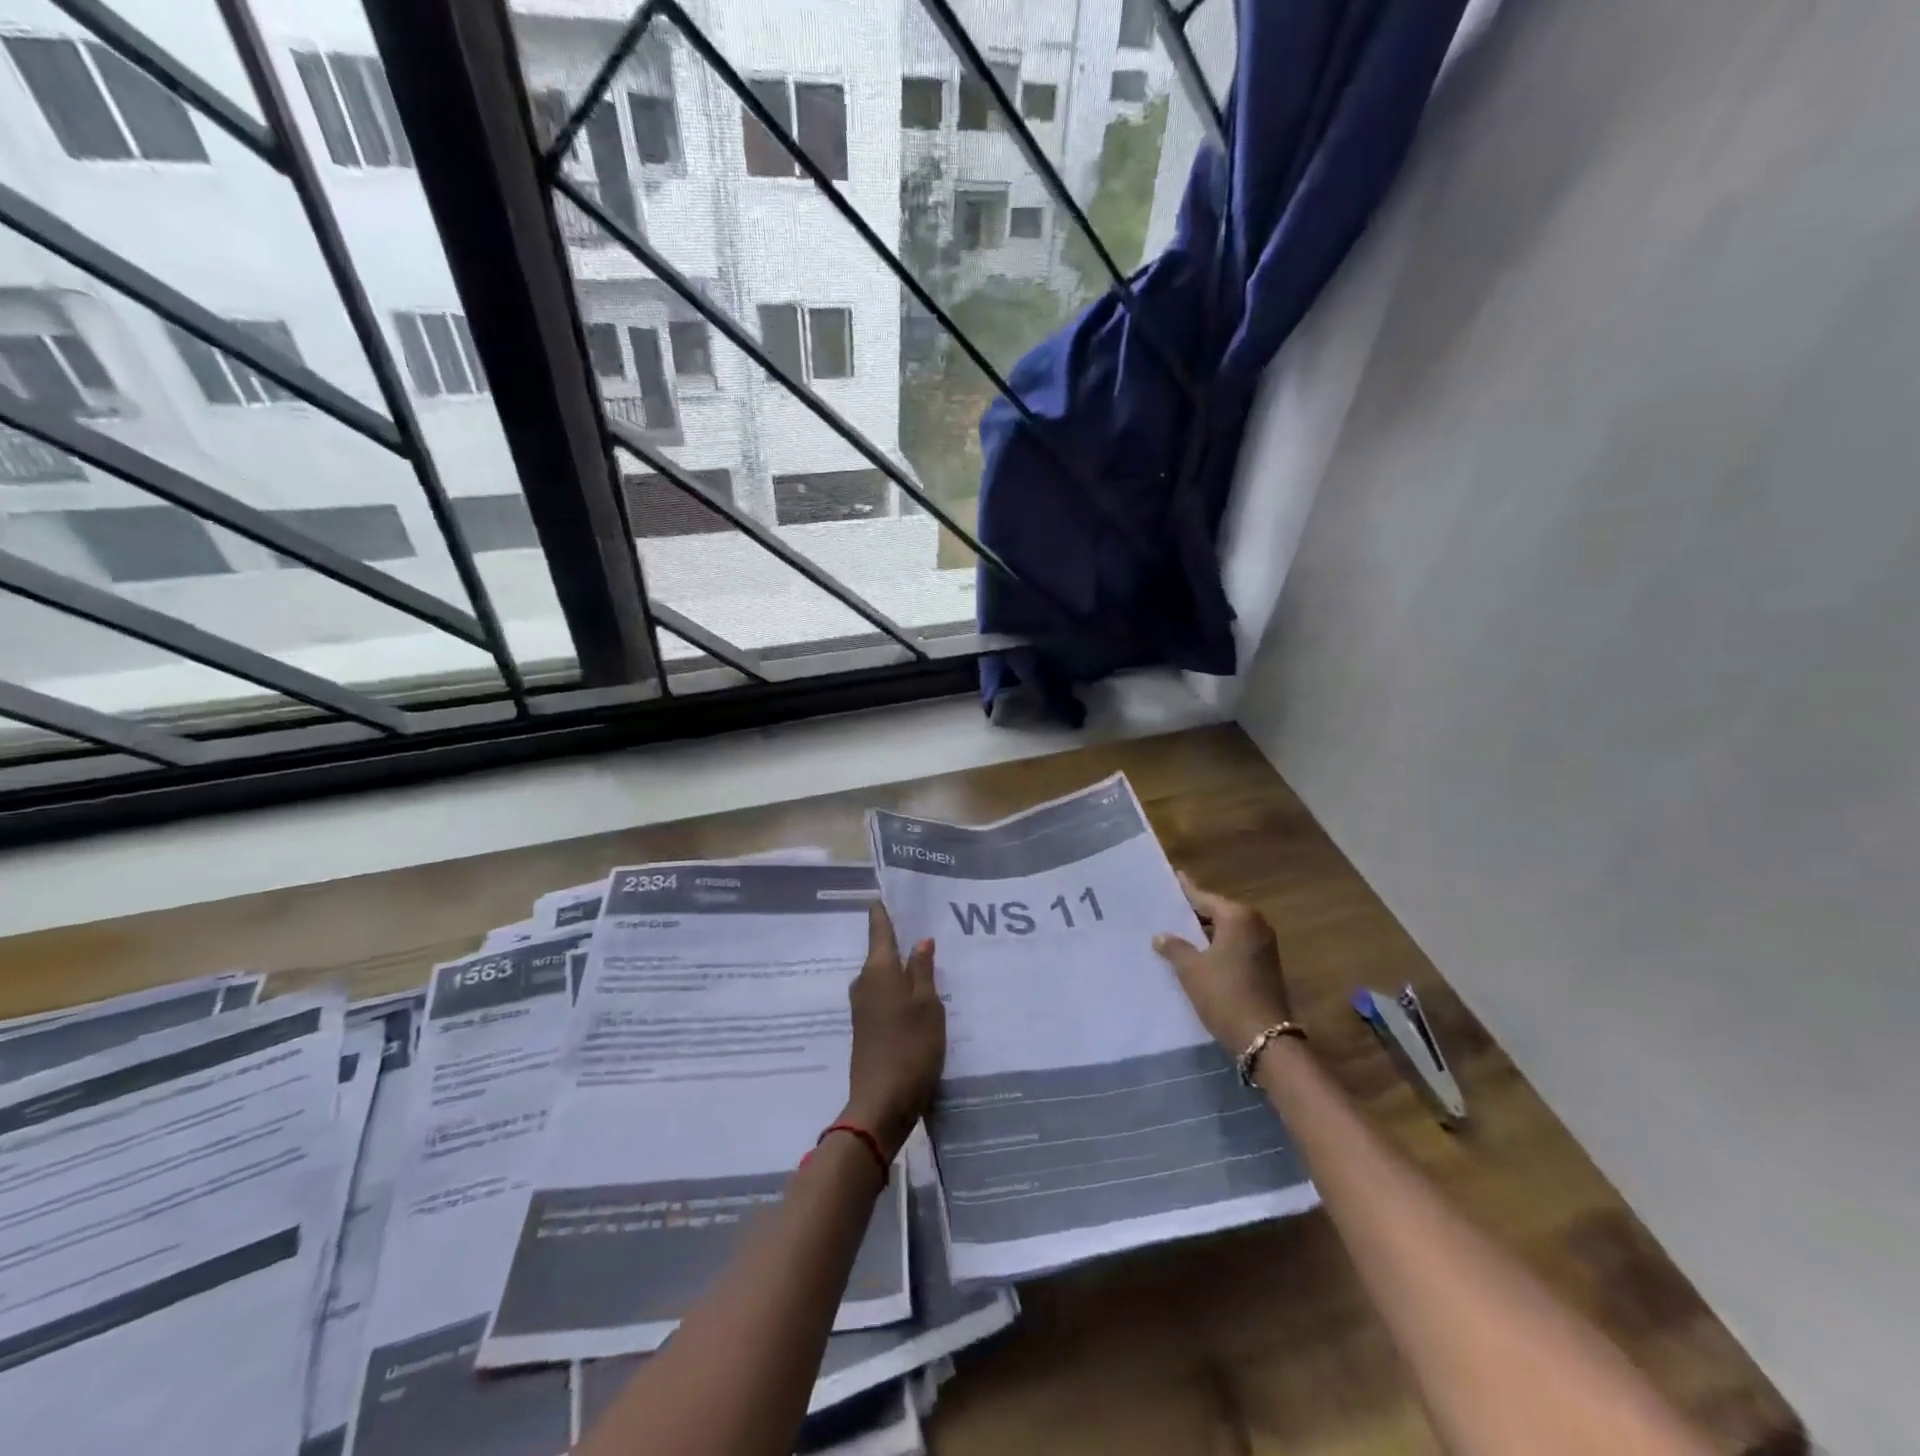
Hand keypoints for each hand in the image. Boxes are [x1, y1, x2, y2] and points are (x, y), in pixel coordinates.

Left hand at [844, 903, 945, 1159]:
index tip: (888, 891)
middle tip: (927, 926)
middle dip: (900, 940)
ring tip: (931, 960)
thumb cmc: (910, 1046)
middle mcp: (865, 983)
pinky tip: (921, 996)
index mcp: (878, 969)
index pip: (879, 928)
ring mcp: (863, 1007)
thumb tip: (920, 941)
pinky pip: (886, 997)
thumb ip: (923, 970)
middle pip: (882, 952)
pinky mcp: (867, 1029)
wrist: (882, 1103)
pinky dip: (901, 991)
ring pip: (885, 976)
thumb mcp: (928, 1004)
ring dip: (903, 968)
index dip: (884, 910)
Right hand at [1153, 872, 1293, 1055]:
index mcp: (1238, 917)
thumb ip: (1175, 948)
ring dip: (1206, 932)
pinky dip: (1218, 946)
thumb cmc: (1224, 995)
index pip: (1204, 897)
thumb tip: (1161, 936)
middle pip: (1218, 912)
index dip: (1186, 890)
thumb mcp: (1192, 970)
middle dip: (1195, 913)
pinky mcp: (1267, 965)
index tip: (1174, 877)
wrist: (1265, 1038)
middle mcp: (1255, 924)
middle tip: (1168, 910)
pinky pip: (1236, 945)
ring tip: (1178, 932)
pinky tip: (1198, 954)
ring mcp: (1265, 945)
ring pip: (1228, 930)